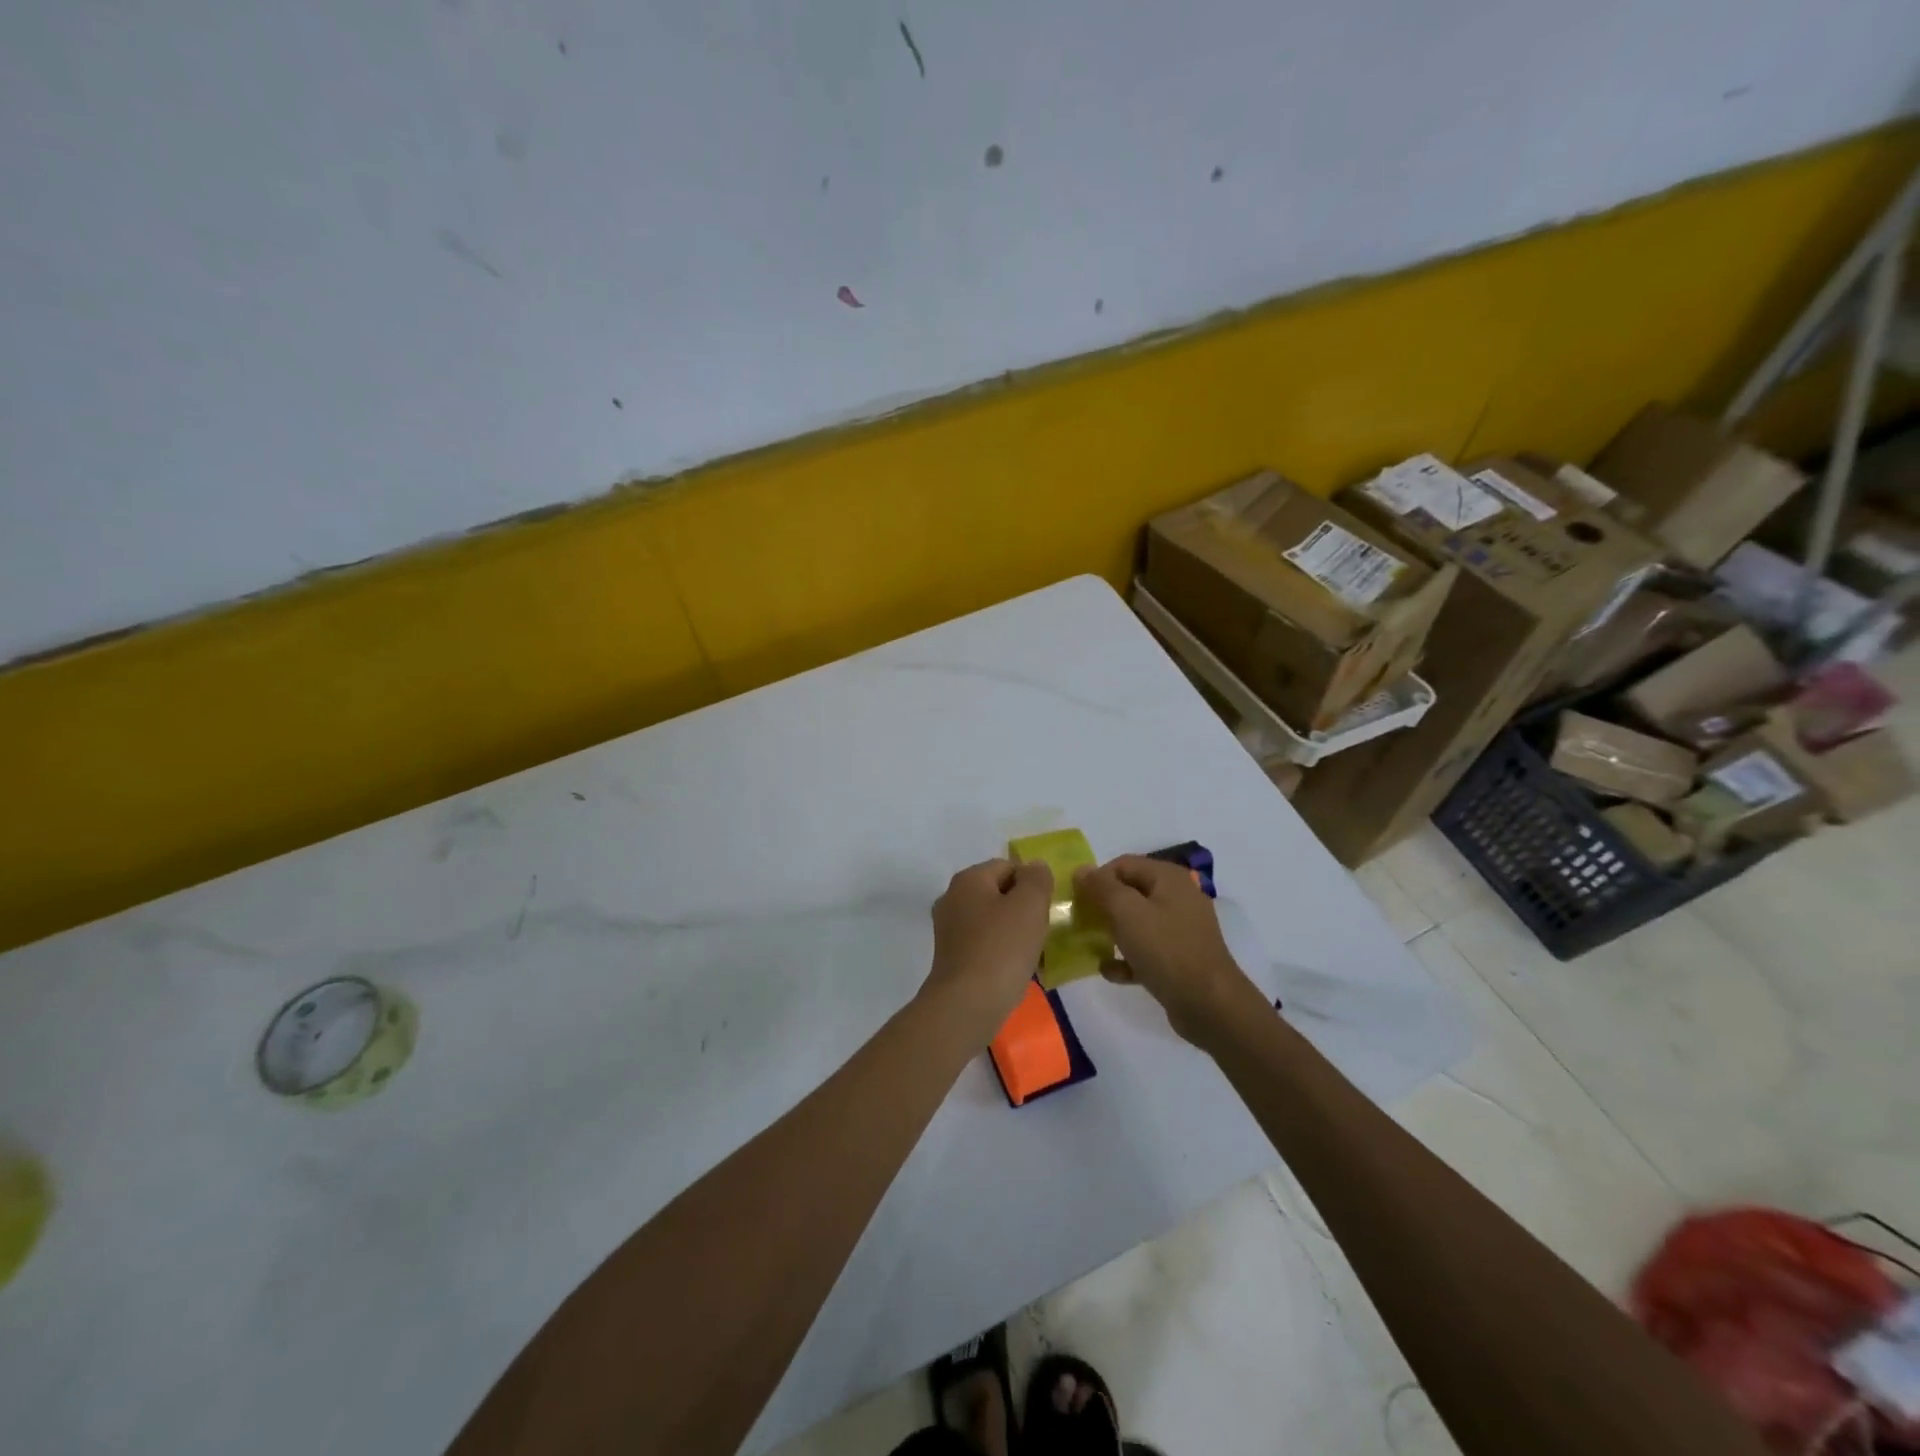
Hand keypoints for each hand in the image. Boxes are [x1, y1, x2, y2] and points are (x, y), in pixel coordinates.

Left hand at [920, 858, 1054, 1033]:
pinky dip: (1001, 951)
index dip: (1032, 883)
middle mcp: (952, 898)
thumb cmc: (1001, 949)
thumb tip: (1035, 868)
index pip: (1008, 866)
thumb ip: (1037, 879)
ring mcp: (948, 929)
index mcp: (968, 879)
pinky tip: (1016, 969)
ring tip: (1033, 953)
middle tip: (1043, 930)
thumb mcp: (1030, 905)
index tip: (1047, 909)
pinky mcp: (951, 957)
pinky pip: (984, 944)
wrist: (967, 1005)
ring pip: (993, 920)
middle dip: (1024, 908)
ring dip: (1014, 932)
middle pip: (999, 892)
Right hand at [1073, 855, 1264, 1046]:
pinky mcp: (1179, 958)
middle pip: (1130, 892)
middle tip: (1080, 922)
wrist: (1209, 1005)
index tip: (1076, 900)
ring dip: (1112, 932)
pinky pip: (1146, 950)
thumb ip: (1102, 887)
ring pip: (1137, 922)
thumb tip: (1082, 869)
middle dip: (1103, 906)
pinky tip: (1109, 971)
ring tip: (1090, 945)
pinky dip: (1127, 958)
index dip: (1097, 878)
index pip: (1123, 864)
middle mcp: (1178, 897)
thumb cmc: (1166, 949)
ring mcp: (1181, 929)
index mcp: (1169, 878)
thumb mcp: (1127, 912)